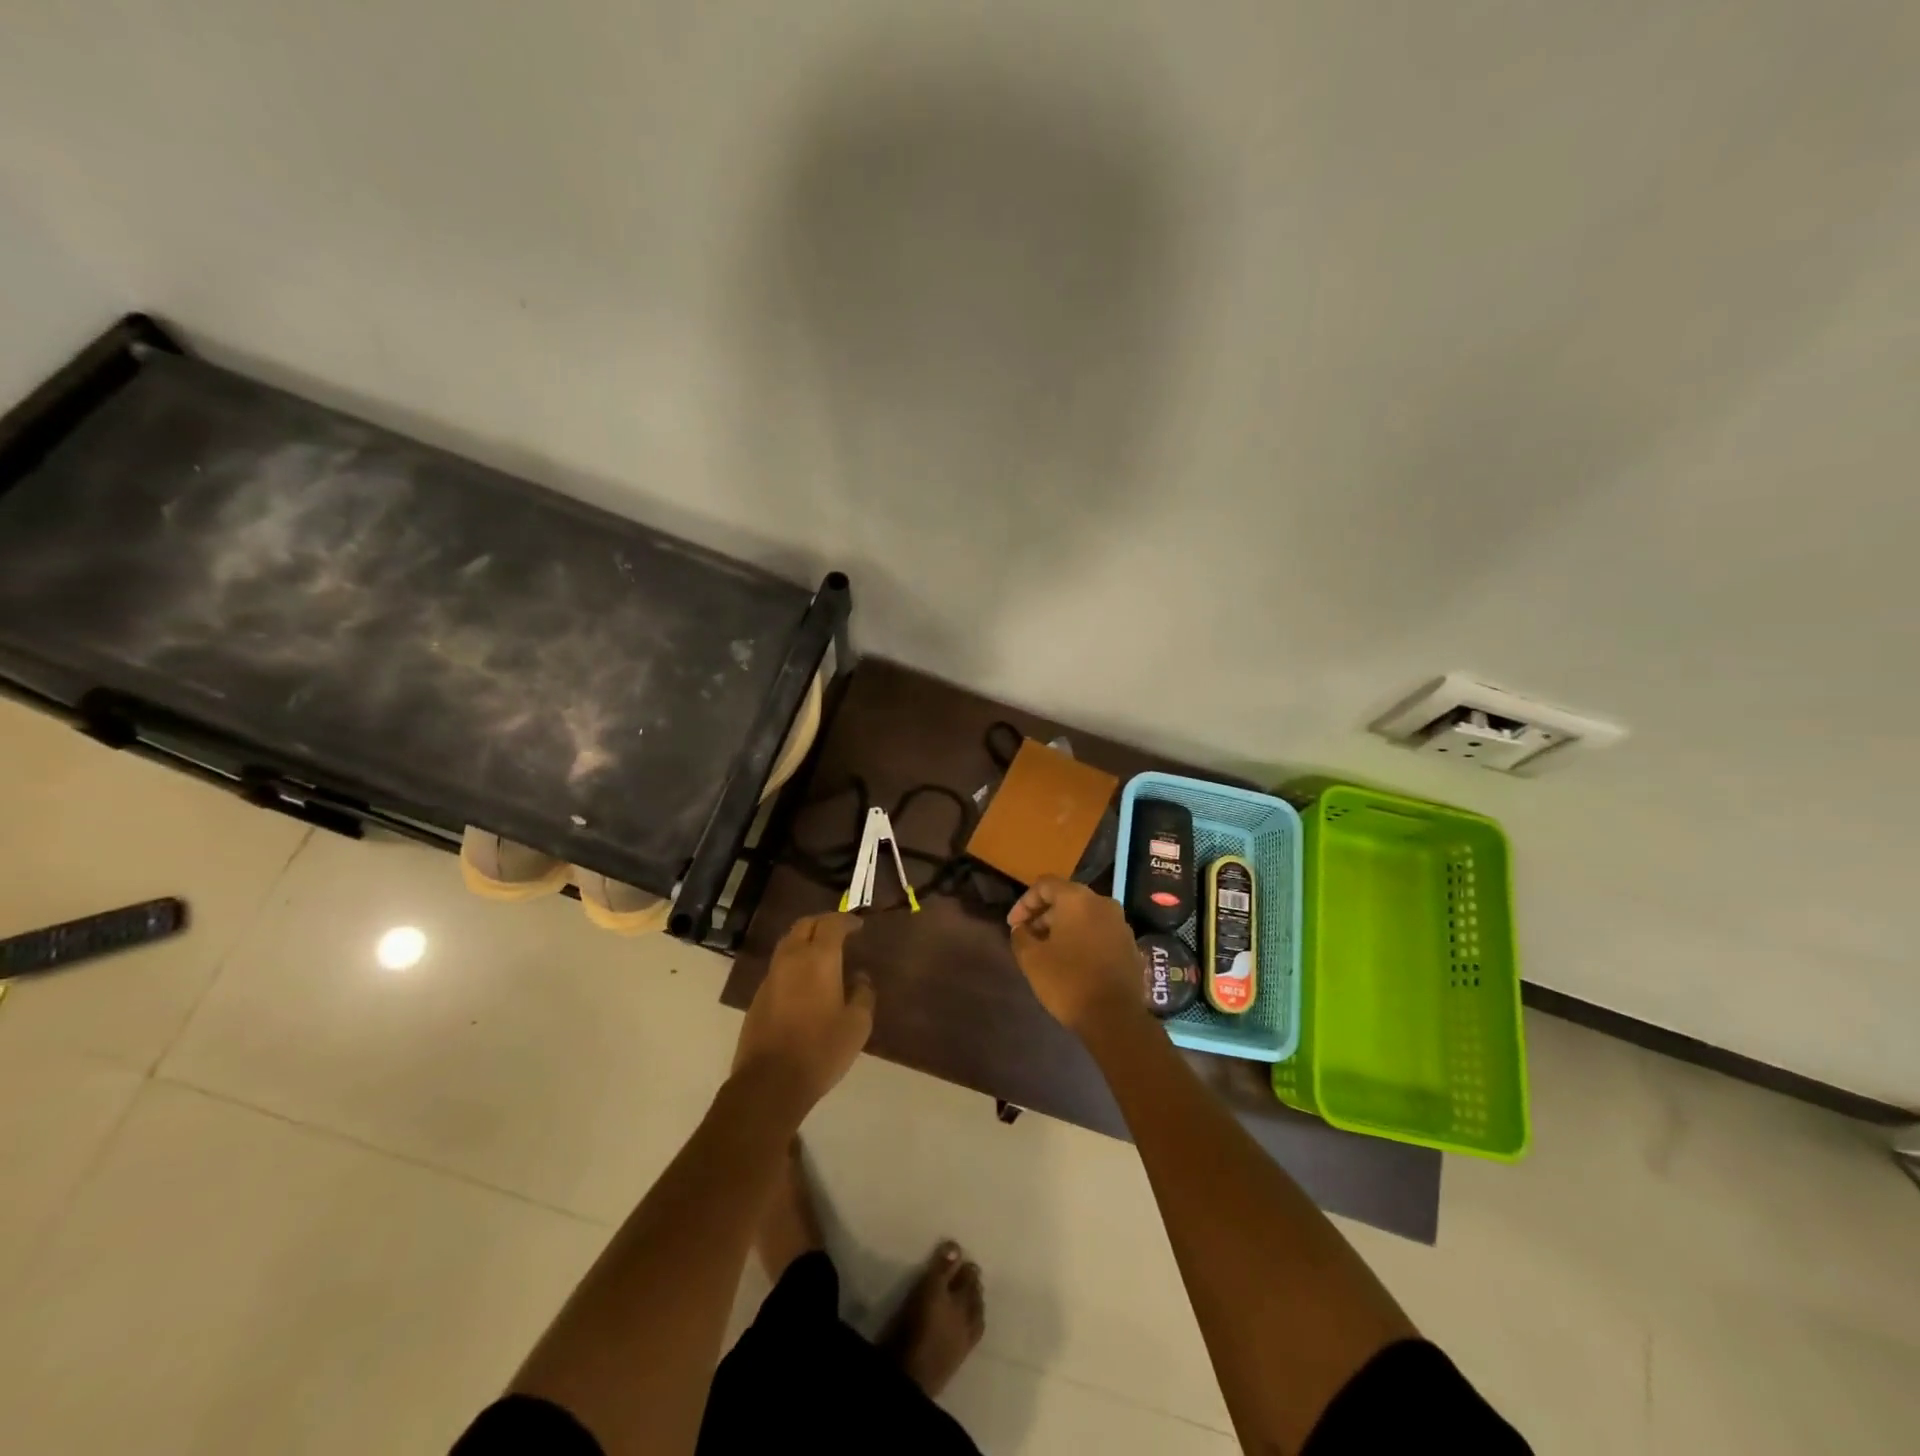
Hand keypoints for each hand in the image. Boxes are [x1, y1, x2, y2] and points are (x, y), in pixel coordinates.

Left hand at [733, 913, 874, 1109]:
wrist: (770, 1082)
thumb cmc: (821, 1049)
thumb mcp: (857, 1025)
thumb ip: (863, 995)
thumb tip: (860, 978)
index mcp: (819, 959)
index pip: (831, 924)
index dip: (846, 920)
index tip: (858, 925)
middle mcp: (791, 959)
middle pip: (804, 925)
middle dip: (822, 923)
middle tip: (839, 932)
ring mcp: (771, 977)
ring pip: (788, 943)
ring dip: (805, 940)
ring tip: (822, 953)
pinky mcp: (758, 997)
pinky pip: (779, 966)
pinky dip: (794, 962)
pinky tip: (805, 981)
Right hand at [1007, 877, 1141, 1032]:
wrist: (1115, 1018)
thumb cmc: (1068, 981)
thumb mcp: (1032, 959)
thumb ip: (1021, 936)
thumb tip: (1021, 928)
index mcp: (1077, 899)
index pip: (1044, 885)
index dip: (1024, 903)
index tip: (1013, 926)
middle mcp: (1102, 903)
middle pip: (1066, 898)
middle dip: (1043, 915)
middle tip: (1027, 938)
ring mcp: (1120, 923)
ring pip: (1084, 915)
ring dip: (1062, 927)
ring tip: (1047, 950)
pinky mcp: (1129, 943)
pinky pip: (1099, 930)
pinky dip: (1082, 937)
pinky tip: (1071, 960)